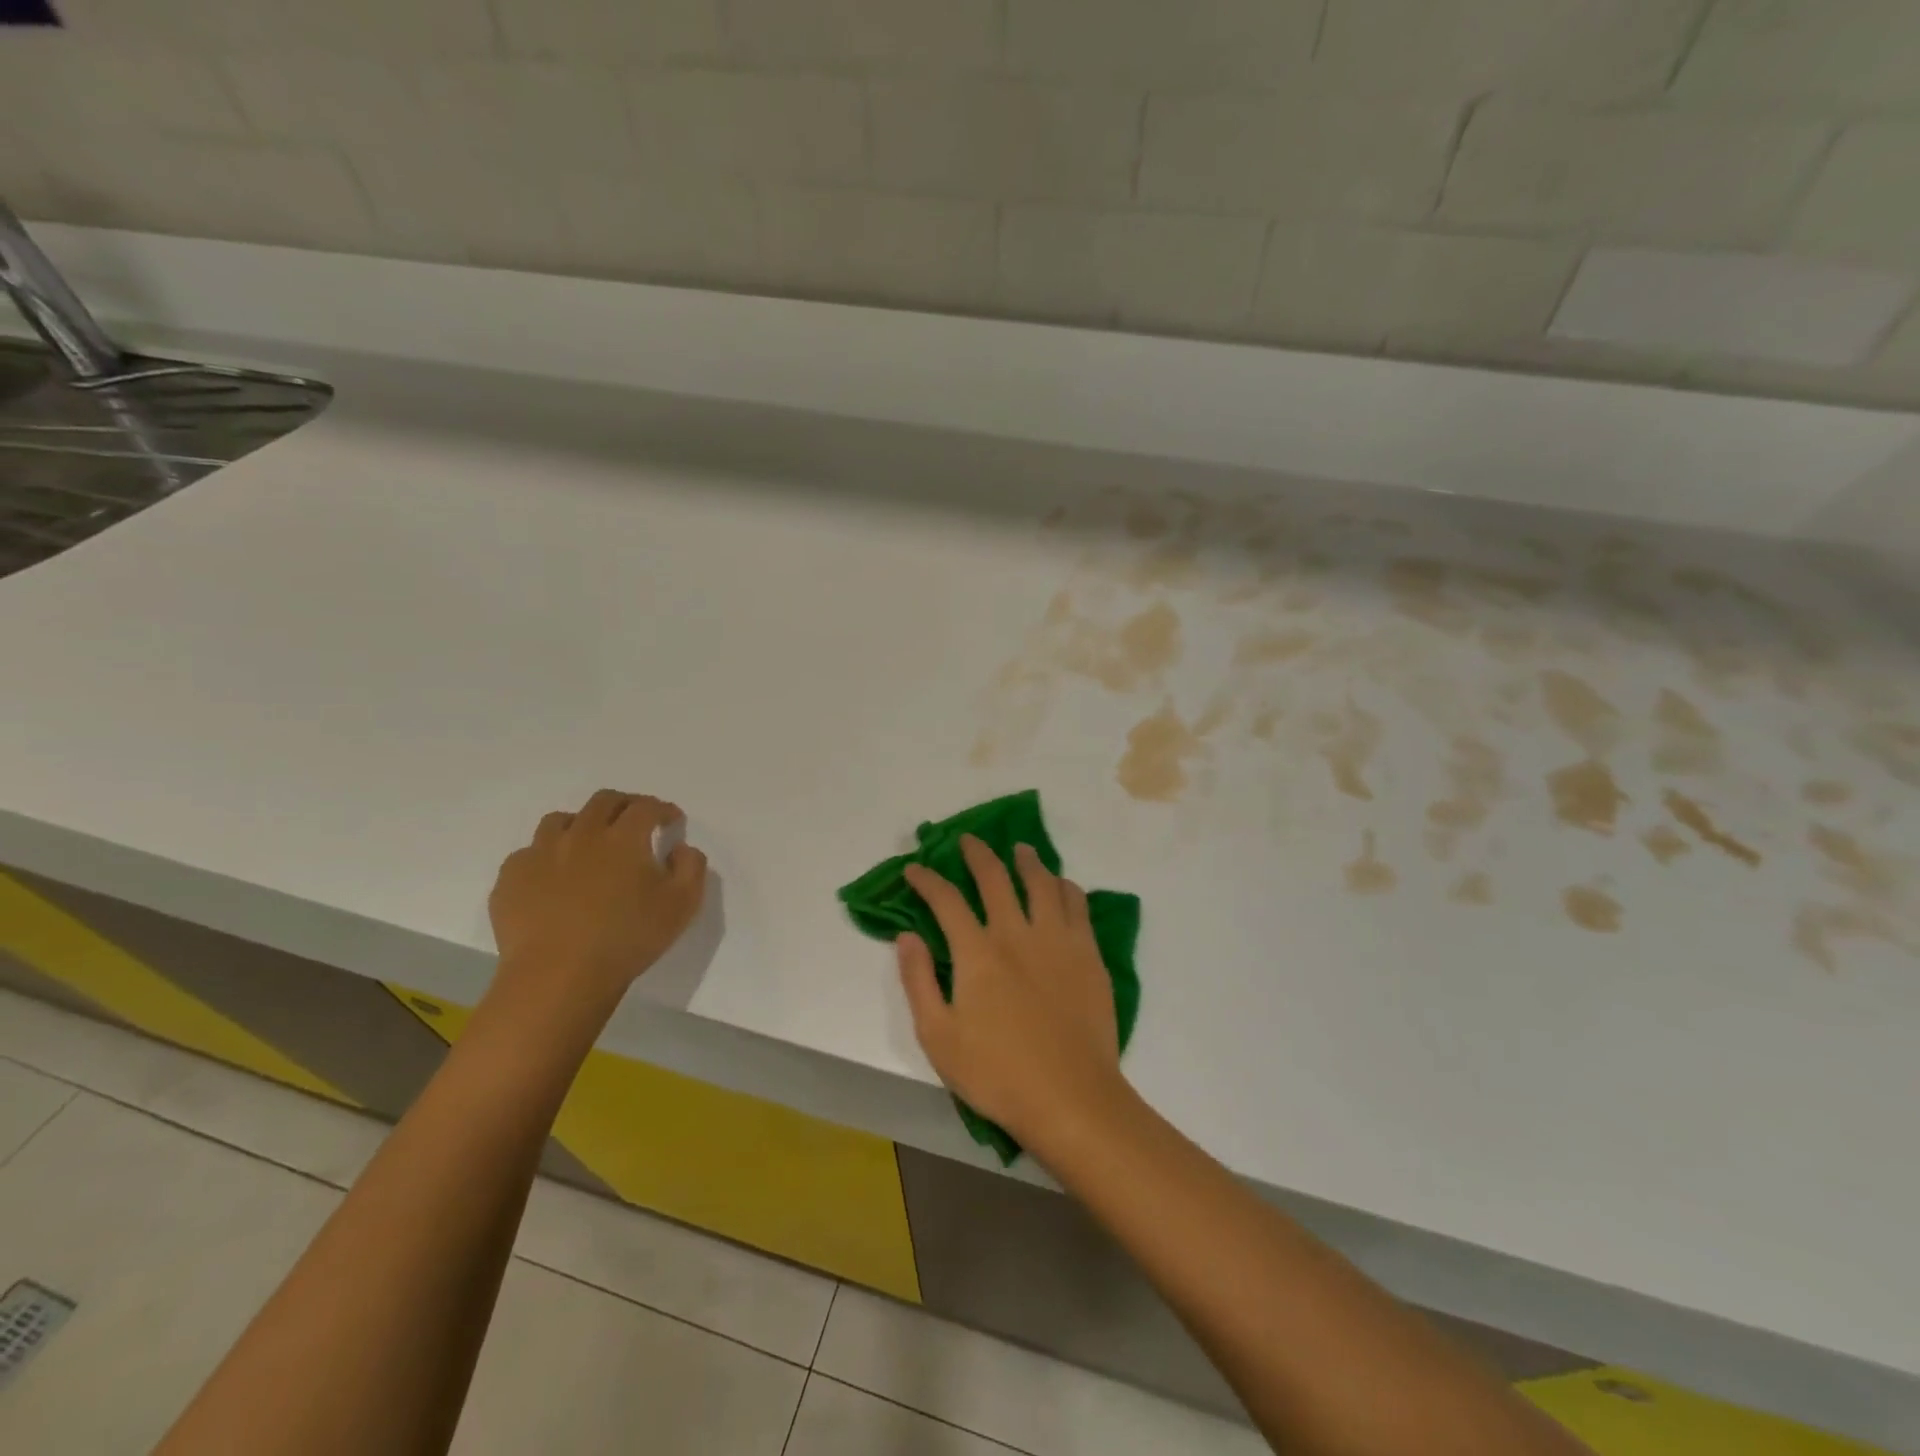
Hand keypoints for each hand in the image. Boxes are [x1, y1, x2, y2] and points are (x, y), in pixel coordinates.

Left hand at [487, 790, 707, 1016]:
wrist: (558, 976)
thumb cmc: (628, 939)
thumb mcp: (683, 905)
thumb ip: (691, 867)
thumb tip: (680, 848)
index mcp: (624, 837)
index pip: (646, 807)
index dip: (662, 809)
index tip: (671, 820)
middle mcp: (581, 834)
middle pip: (603, 801)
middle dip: (625, 804)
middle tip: (634, 821)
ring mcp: (541, 853)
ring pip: (561, 820)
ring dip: (581, 824)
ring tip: (589, 844)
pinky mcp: (511, 878)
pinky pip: (529, 853)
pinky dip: (547, 856)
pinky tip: (554, 877)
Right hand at [897, 835, 1126, 1149]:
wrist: (1071, 1097)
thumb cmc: (997, 1073)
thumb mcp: (938, 1036)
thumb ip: (918, 981)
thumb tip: (907, 935)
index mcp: (977, 952)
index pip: (946, 900)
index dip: (927, 879)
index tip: (915, 868)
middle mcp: (1017, 933)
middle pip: (995, 878)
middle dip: (977, 853)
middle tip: (969, 840)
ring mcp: (1058, 940)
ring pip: (1042, 882)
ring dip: (1026, 860)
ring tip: (1020, 849)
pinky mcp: (1089, 953)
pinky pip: (1077, 904)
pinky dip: (1065, 887)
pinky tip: (1060, 885)